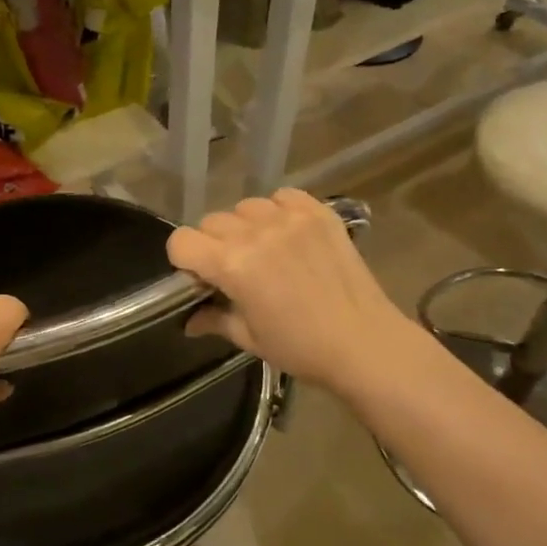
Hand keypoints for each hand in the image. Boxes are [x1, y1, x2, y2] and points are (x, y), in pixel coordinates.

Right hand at [167, 190, 418, 394]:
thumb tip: (189, 320)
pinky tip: (288, 234)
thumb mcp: (249, 338)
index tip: (200, 278)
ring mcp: (289, 219)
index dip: (184, 260)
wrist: (364, 343)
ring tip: (265, 250)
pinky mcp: (318, 212)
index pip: (182, 241)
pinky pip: (282, 197)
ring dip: (245, 226)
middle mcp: (256, 233)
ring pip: (245, 207)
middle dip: (213, 245)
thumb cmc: (301, 348)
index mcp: (233, 265)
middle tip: (235, 271)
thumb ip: (214, 319)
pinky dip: (278, 210)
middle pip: (211, 222)